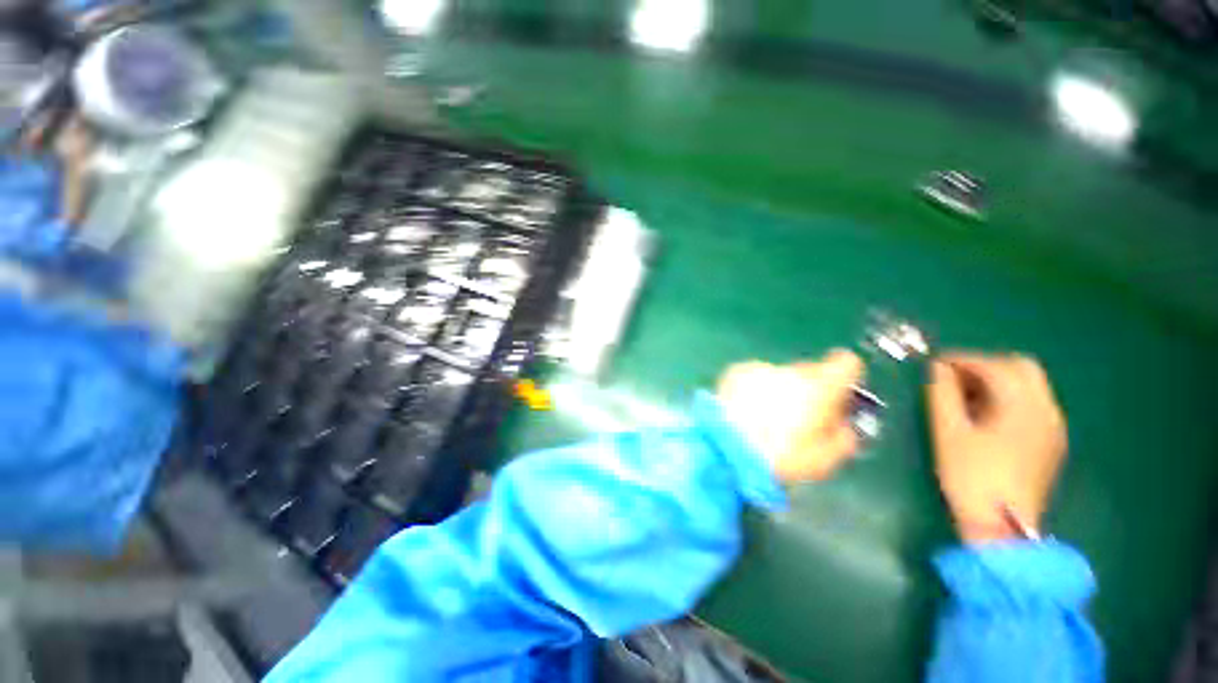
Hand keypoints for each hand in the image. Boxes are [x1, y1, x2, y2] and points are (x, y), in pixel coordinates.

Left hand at [717, 350, 864, 484]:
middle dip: (809, 389)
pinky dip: (753, 389)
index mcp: (820, 388)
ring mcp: (761, 368)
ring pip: (779, 376)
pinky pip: (754, 378)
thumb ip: (843, 436)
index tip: (840, 393)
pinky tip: (744, 410)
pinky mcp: (736, 372)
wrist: (728, 446)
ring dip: (778, 390)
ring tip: (764, 418)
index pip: (847, 363)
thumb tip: (843, 425)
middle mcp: (791, 371)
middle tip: (798, 417)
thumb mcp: (825, 459)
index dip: (846, 376)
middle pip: (809, 372)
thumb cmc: (781, 457)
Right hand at [926, 353, 1067, 541]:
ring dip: (997, 380)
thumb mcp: (948, 433)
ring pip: (1029, 385)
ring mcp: (1053, 427)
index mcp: (1022, 407)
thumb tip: (937, 369)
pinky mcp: (1051, 442)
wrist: (1001, 527)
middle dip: (985, 365)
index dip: (963, 359)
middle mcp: (1046, 411)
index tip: (936, 363)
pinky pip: (1033, 403)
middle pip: (1022, 367)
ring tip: (965, 394)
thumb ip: (942, 394)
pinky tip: (986, 414)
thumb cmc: (970, 476)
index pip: (995, 365)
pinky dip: (1009, 397)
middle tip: (953, 376)